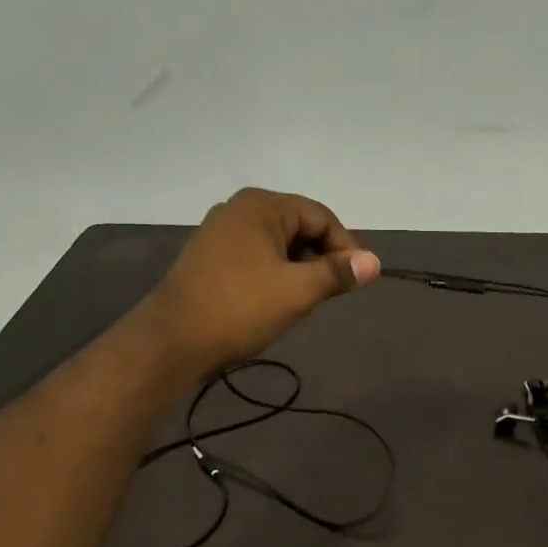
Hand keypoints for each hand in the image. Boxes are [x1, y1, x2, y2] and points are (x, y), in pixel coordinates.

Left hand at [140, 188, 379, 375]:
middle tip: (334, 292)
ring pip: (277, 244)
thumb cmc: (240, 308)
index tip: (358, 280)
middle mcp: (239, 209)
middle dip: (321, 257)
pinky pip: (256, 257)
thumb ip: (338, 273)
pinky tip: (278, 300)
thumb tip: (374, 262)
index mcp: (262, 205)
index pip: (320, 216)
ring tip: (308, 299)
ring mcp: (220, 232)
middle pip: (299, 227)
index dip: (346, 247)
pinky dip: (275, 273)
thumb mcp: (298, 290)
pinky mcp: (209, 257)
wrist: (173, 341)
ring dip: (299, 268)